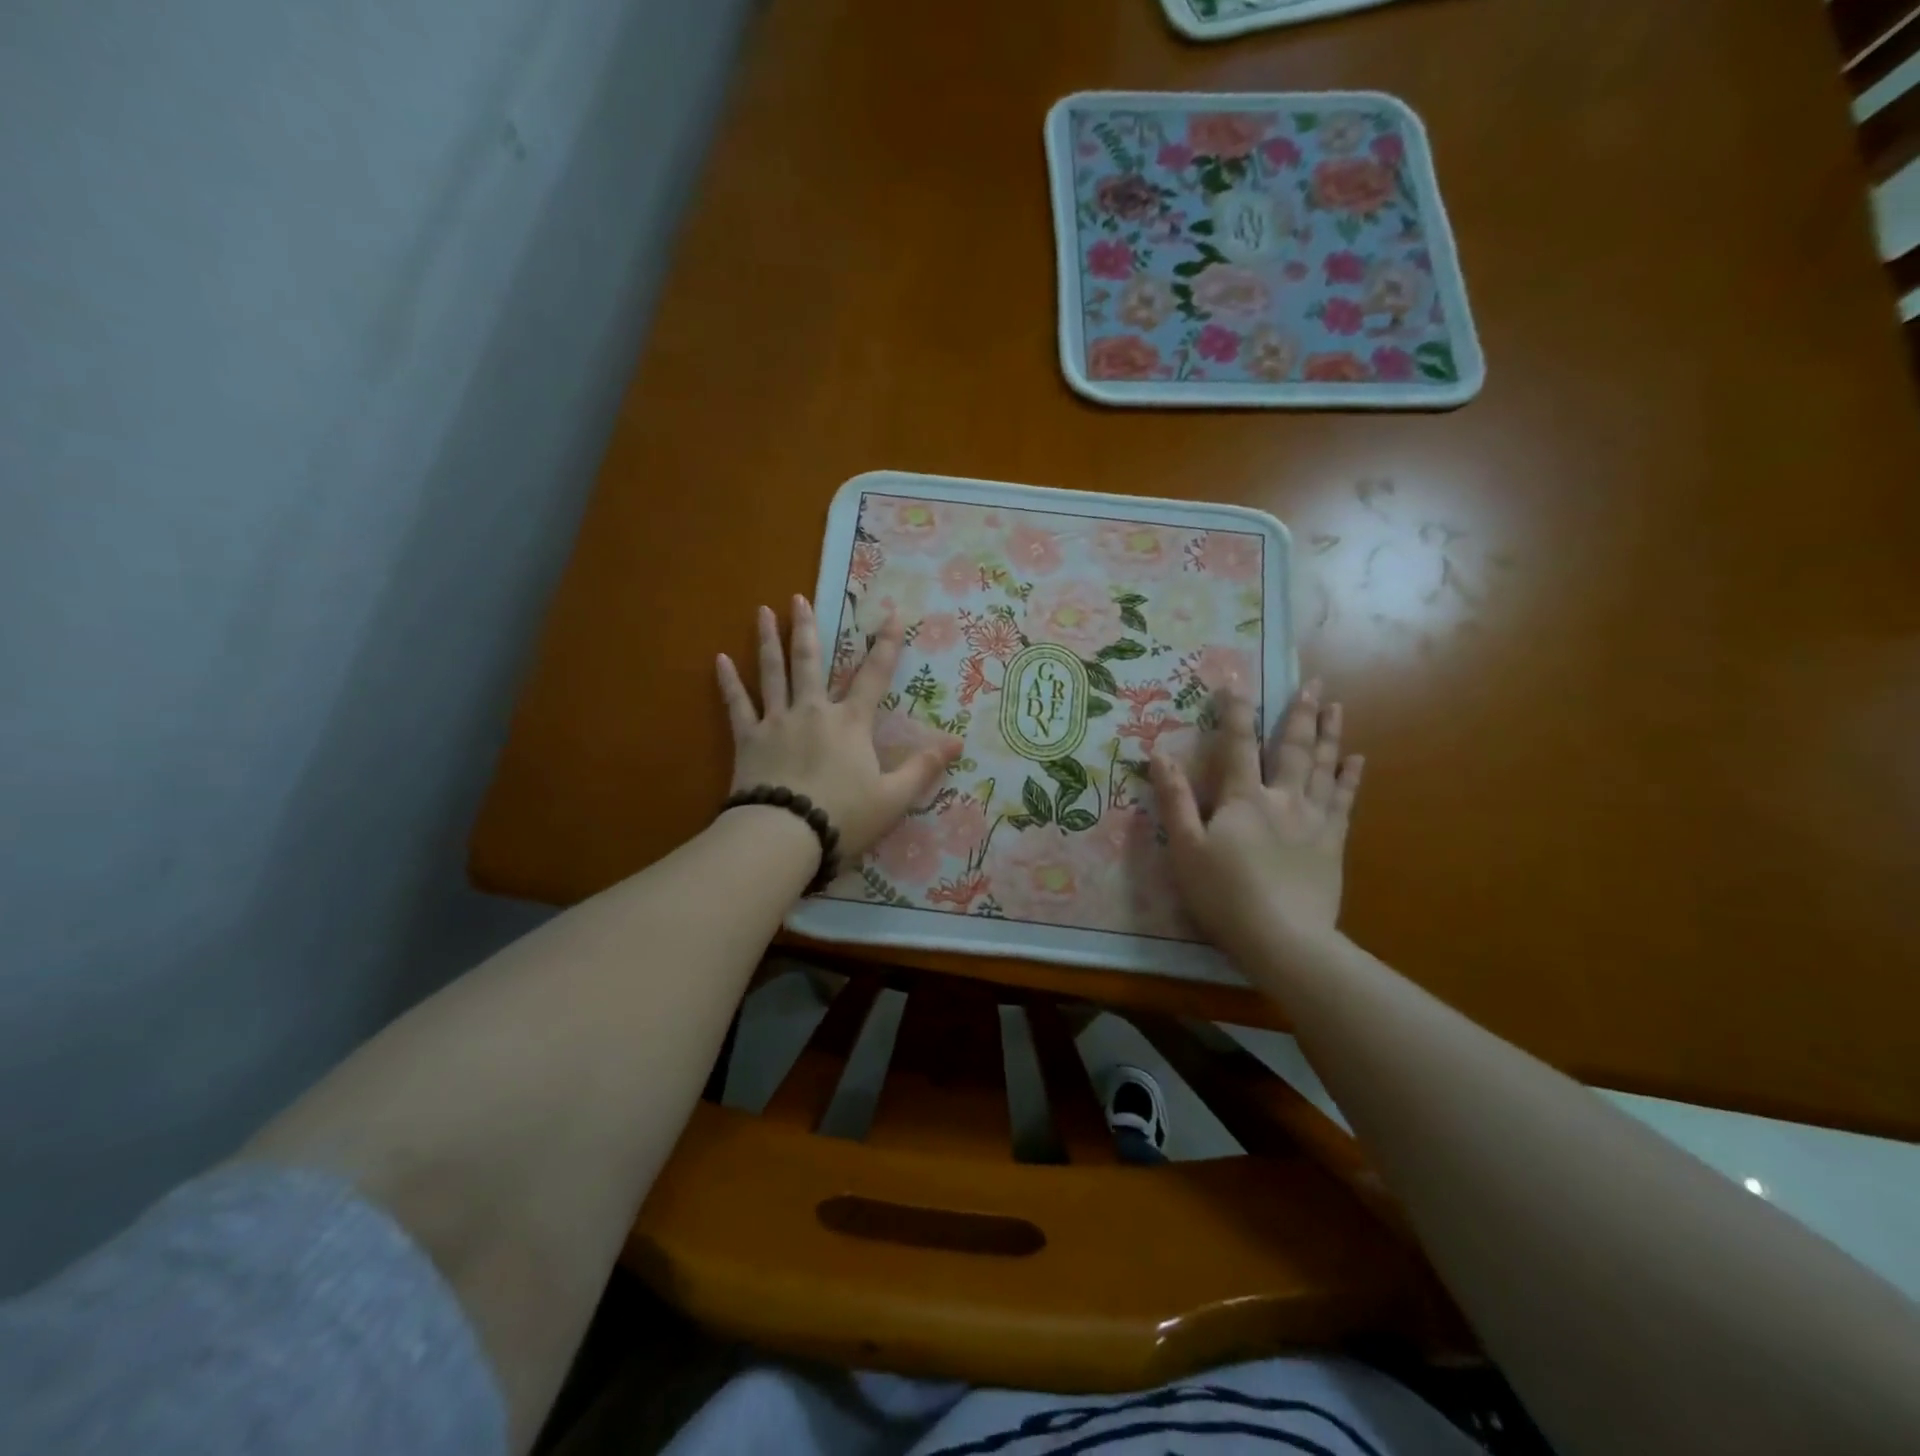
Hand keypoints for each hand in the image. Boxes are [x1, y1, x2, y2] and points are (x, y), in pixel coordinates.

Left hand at [717, 597, 960, 861]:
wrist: (785, 835)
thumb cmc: (844, 817)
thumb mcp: (894, 797)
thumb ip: (923, 768)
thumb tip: (958, 742)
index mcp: (851, 723)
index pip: (874, 676)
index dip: (885, 645)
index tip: (891, 614)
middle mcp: (813, 712)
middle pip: (810, 662)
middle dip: (806, 628)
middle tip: (799, 598)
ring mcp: (777, 722)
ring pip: (772, 673)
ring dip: (768, 641)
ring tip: (762, 611)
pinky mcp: (748, 740)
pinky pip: (737, 705)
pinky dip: (728, 683)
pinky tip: (719, 659)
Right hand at [1150, 680, 1362, 951]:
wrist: (1284, 939)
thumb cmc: (1225, 894)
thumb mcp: (1186, 849)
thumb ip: (1175, 800)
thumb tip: (1159, 755)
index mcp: (1243, 798)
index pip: (1238, 745)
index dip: (1236, 712)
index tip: (1237, 681)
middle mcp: (1282, 798)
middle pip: (1292, 748)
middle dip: (1300, 713)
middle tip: (1313, 683)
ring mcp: (1313, 819)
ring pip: (1323, 767)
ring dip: (1329, 734)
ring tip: (1336, 706)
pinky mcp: (1333, 842)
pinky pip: (1345, 801)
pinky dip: (1350, 777)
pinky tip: (1357, 759)